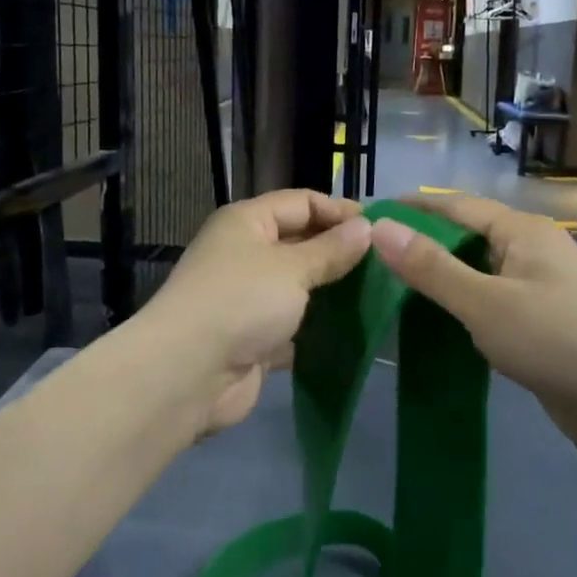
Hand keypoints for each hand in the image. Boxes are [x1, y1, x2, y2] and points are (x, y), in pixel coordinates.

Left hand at [146, 190, 373, 434]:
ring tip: (378, 295)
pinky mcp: (253, 339)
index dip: (340, 210)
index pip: (301, 202)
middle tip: (386, 263)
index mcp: (246, 222)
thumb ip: (331, 249)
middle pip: (299, 242)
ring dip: (331, 291)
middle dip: (339, 251)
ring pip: (298, 287)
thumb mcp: (292, 267)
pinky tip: (352, 331)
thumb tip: (366, 227)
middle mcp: (244, 254)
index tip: (382, 227)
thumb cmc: (242, 302)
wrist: (189, 373)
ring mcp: (247, 299)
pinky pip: (293, 325)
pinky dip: (317, 328)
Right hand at [371, 194, 576, 442]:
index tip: (370, 215)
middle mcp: (533, 249)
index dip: (413, 208)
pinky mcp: (543, 319)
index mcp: (522, 231)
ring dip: (441, 275)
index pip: (456, 205)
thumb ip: (431, 267)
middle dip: (423, 242)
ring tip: (393, 286)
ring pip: (479, 270)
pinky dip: (462, 304)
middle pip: (468, 236)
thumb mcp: (484, 302)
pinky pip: (491, 299)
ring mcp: (541, 285)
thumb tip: (379, 228)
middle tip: (373, 256)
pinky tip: (436, 320)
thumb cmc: (556, 341)